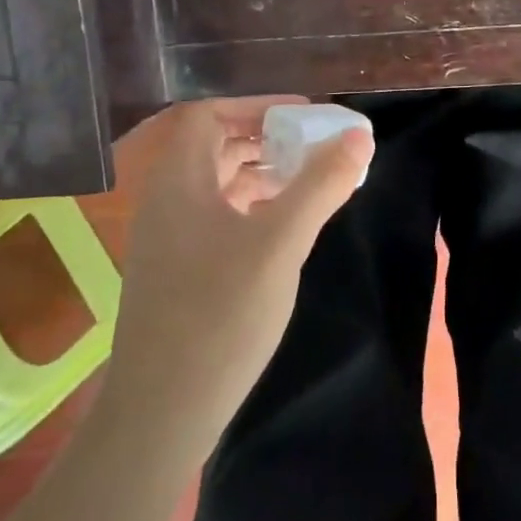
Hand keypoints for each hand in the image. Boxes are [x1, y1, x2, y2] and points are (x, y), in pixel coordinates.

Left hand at [104, 96, 373, 450]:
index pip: (208, 116)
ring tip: (307, 182)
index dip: (255, 107)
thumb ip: (320, 185)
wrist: (161, 412)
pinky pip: (215, 218)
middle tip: (313, 146)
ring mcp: (167, 240)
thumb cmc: (219, 315)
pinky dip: (250, 208)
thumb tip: (358, 136)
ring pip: (215, 185)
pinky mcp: (177, 272)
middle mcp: (165, 202)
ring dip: (259, 174)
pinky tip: (282, 227)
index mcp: (178, 182)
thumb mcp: (280, 243)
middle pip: (213, 147)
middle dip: (264, 138)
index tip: (302, 116)